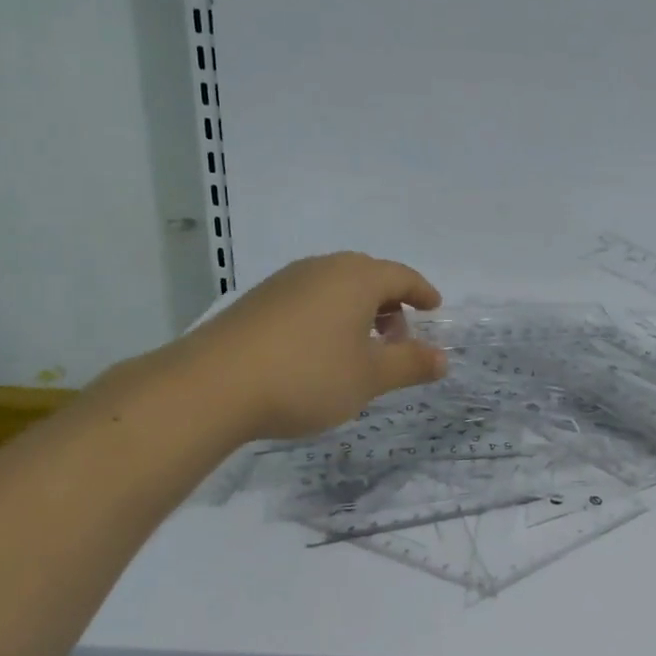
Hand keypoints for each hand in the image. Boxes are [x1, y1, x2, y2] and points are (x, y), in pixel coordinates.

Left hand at [182, 252, 447, 441]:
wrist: (212, 386)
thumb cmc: (307, 376)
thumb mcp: (369, 377)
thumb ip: (410, 364)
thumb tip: (444, 358)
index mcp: (356, 278)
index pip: (401, 276)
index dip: (422, 292)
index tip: (434, 308)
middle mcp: (321, 269)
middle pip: (368, 277)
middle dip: (390, 304)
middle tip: (398, 338)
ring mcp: (285, 282)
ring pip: (335, 288)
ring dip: (357, 312)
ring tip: (360, 350)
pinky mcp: (257, 302)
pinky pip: (308, 300)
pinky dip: (327, 318)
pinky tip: (318, 352)